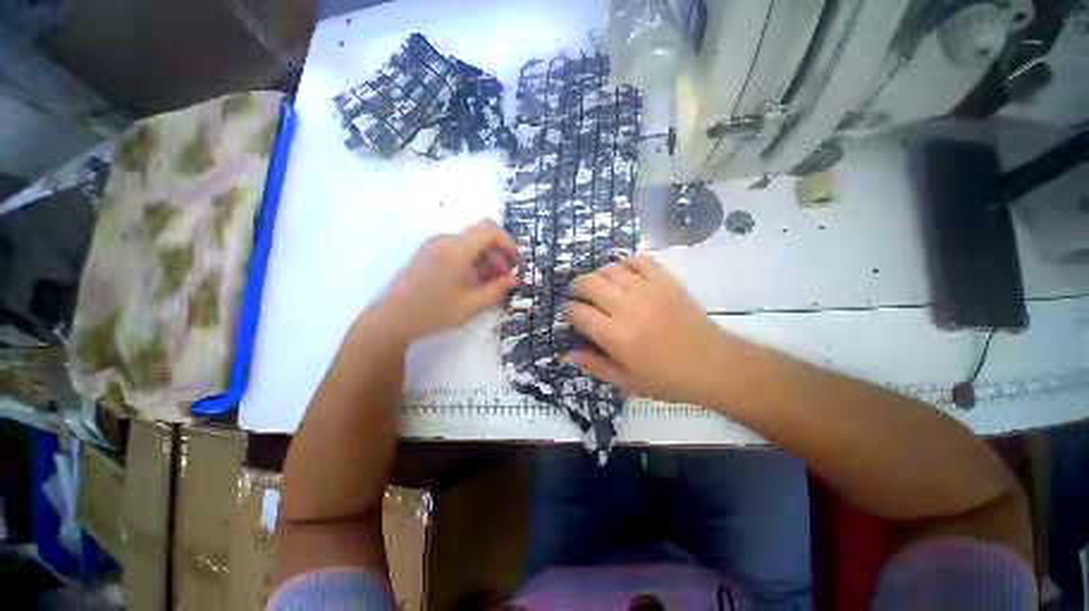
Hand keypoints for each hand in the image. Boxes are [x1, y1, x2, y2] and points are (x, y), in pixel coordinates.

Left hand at [371, 219, 519, 342]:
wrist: (391, 320)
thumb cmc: (434, 313)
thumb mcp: (472, 305)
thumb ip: (497, 290)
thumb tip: (514, 279)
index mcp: (456, 249)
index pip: (489, 229)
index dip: (508, 242)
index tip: (515, 262)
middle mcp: (444, 240)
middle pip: (480, 236)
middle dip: (498, 254)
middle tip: (506, 278)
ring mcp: (433, 245)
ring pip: (469, 243)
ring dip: (486, 259)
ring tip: (491, 283)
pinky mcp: (427, 253)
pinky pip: (457, 249)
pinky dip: (472, 261)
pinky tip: (473, 282)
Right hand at [564, 255, 737, 406]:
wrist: (714, 365)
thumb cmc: (667, 379)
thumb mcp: (626, 381)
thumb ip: (593, 365)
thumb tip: (565, 355)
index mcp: (615, 335)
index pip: (578, 312)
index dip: (568, 312)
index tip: (571, 316)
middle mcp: (627, 307)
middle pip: (588, 283)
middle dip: (576, 287)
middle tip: (577, 296)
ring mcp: (648, 290)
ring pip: (610, 269)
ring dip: (597, 275)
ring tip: (599, 287)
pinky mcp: (665, 281)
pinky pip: (639, 260)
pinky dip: (625, 263)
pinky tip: (624, 275)